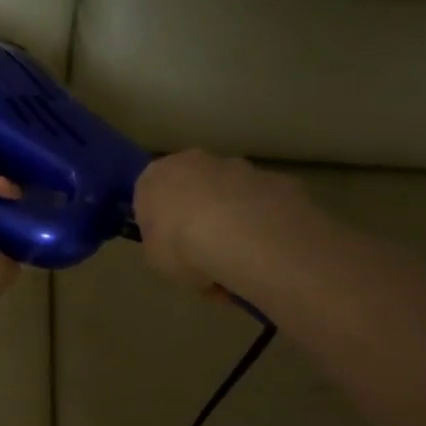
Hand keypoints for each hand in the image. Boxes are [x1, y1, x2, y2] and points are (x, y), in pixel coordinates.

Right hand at [134, 150, 307, 295]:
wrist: (244, 237)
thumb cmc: (182, 246)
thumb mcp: (153, 259)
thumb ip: (159, 246)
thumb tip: (171, 246)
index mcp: (154, 177)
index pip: (149, 196)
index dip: (159, 225)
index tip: (169, 249)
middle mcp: (194, 162)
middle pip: (192, 190)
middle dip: (197, 219)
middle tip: (202, 257)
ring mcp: (239, 167)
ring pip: (229, 196)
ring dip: (231, 223)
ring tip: (237, 264)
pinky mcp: (276, 180)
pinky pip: (262, 207)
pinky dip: (261, 227)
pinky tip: (264, 256)